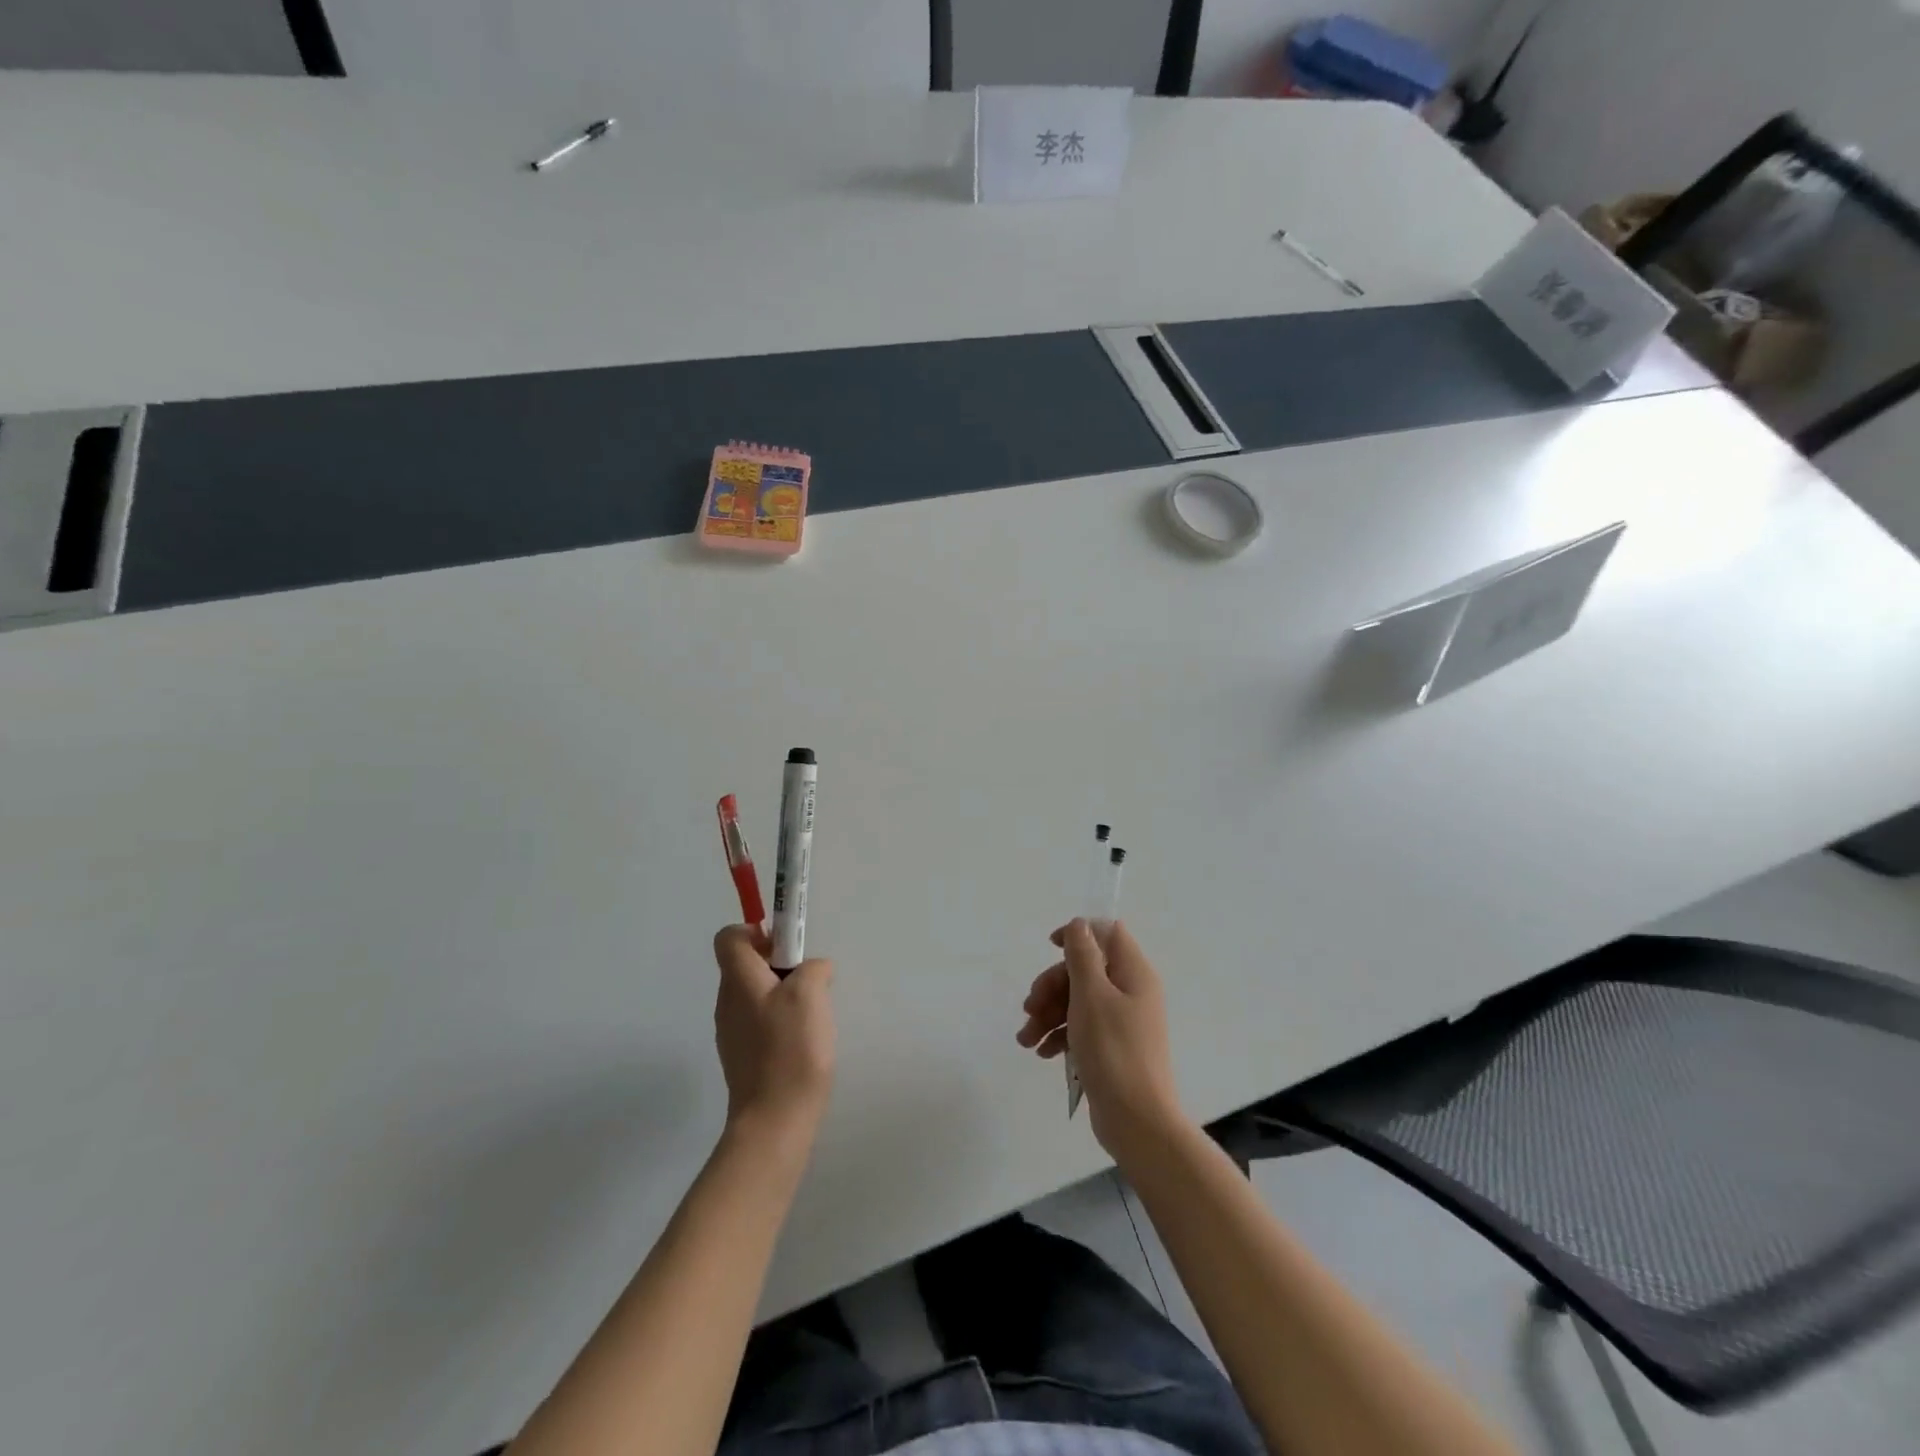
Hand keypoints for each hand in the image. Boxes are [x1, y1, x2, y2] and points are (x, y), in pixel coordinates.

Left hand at [713, 925, 835, 1148]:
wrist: (774, 1121)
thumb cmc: (790, 1049)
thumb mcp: (810, 994)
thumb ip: (812, 968)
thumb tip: (812, 968)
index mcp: (738, 980)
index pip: (729, 937)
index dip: (756, 931)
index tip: (787, 946)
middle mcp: (727, 1002)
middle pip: (746, 964)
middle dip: (779, 963)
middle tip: (809, 980)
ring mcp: (732, 1032)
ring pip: (756, 993)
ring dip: (783, 992)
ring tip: (811, 1014)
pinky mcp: (743, 1056)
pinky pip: (760, 1021)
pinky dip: (780, 1020)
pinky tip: (803, 1041)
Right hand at [1016, 919, 1182, 1159]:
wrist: (1137, 1121)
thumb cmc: (1113, 1050)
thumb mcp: (1091, 995)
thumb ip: (1082, 955)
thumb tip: (1079, 924)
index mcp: (1134, 973)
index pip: (1108, 934)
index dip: (1078, 935)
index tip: (1050, 948)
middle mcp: (1131, 992)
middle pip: (1085, 970)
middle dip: (1052, 986)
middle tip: (1030, 1007)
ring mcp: (1122, 1021)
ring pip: (1078, 1000)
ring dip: (1049, 1013)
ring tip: (1026, 1039)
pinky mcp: (1111, 1047)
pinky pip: (1082, 1027)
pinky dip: (1060, 1034)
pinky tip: (1041, 1051)